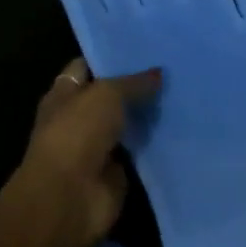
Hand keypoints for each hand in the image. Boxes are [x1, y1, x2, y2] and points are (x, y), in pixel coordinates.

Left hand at [19, 59, 161, 246]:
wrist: (70, 198)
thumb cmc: (77, 132)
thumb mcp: (107, 94)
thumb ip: (133, 83)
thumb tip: (159, 73)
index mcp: (64, 94)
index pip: (87, 67)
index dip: (110, 57)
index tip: (142, 48)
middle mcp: (78, 118)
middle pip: (110, 97)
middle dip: (135, 87)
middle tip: (170, 72)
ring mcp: (96, 147)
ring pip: (126, 125)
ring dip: (147, 117)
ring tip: (181, 95)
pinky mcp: (114, 174)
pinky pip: (138, 154)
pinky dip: (153, 147)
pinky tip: (179, 129)